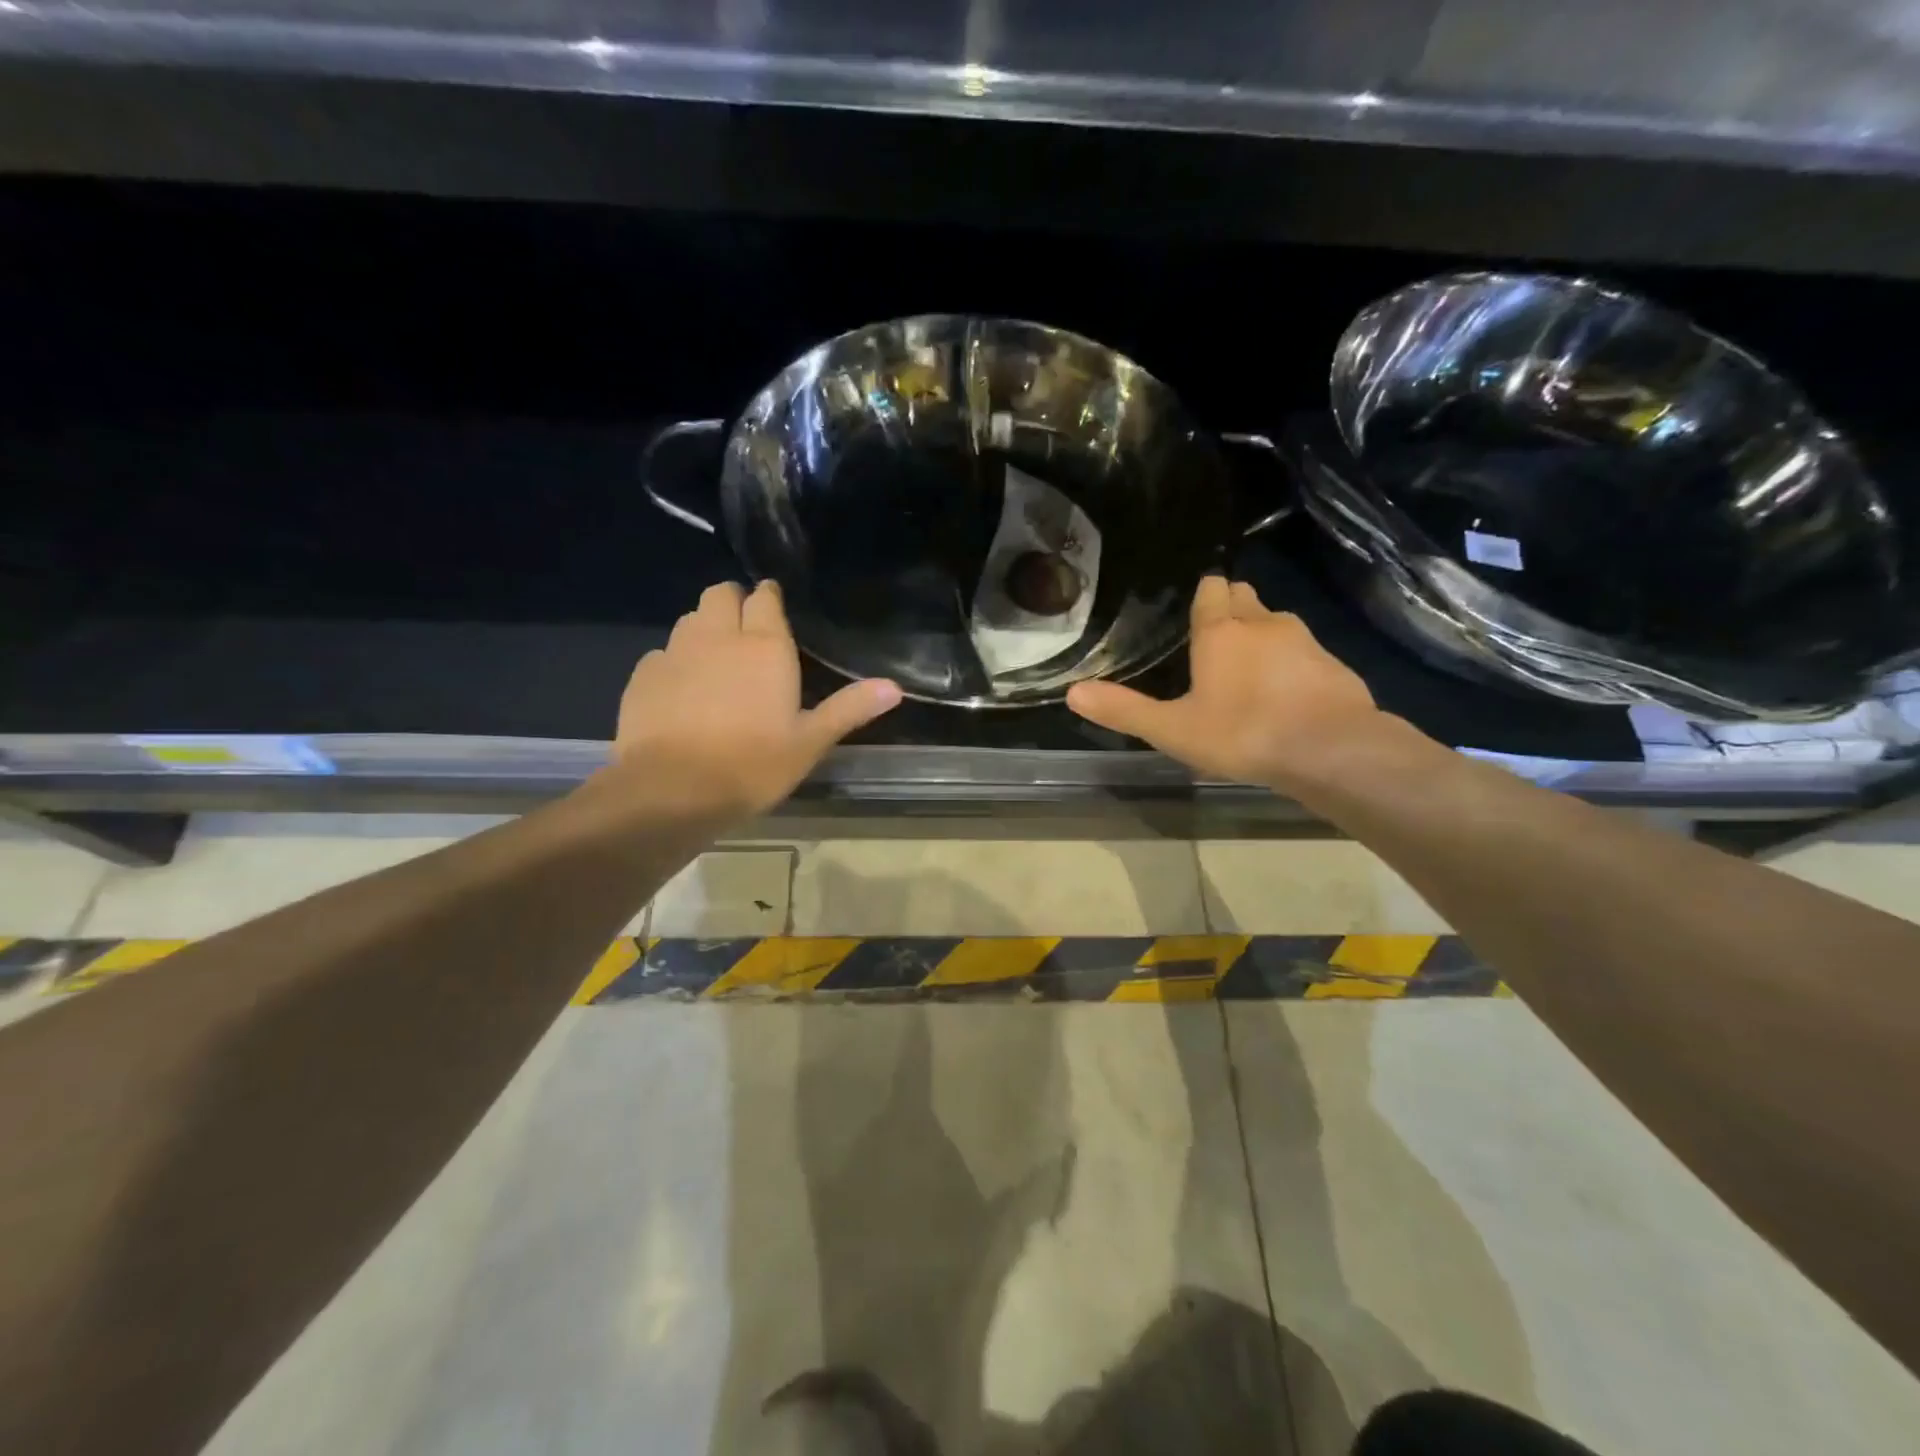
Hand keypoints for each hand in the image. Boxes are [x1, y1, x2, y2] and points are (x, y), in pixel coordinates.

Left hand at [607, 580, 901, 820]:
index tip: (775, 609)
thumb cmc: (752, 765)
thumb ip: (849, 708)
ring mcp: (675, 652)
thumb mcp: (810, 742)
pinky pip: (663, 652)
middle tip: (747, 631)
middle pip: (721, 594)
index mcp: (764, 646)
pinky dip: (676, 660)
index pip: (765, 598)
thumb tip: (895, 687)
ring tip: (717, 659)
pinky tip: (682, 690)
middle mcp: (718, 636)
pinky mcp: (643, 675)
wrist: (671, 791)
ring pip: (690, 619)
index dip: (770, 599)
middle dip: (734, 602)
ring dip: (705, 627)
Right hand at [1067, 576, 1383, 788]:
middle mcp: (1263, 623)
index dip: (1203, 596)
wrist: (1332, 751)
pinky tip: (1286, 696)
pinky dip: (1292, 664)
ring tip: (1248, 671)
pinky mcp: (1335, 664)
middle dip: (1231, 609)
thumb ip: (1124, 710)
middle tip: (1215, 642)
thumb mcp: (1173, 730)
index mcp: (1221, 631)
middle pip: (1245, 598)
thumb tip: (1073, 692)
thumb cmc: (1243, 734)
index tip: (1194, 612)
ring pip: (1277, 624)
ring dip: (1262, 637)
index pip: (1211, 589)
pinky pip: (1305, 653)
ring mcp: (1305, 640)